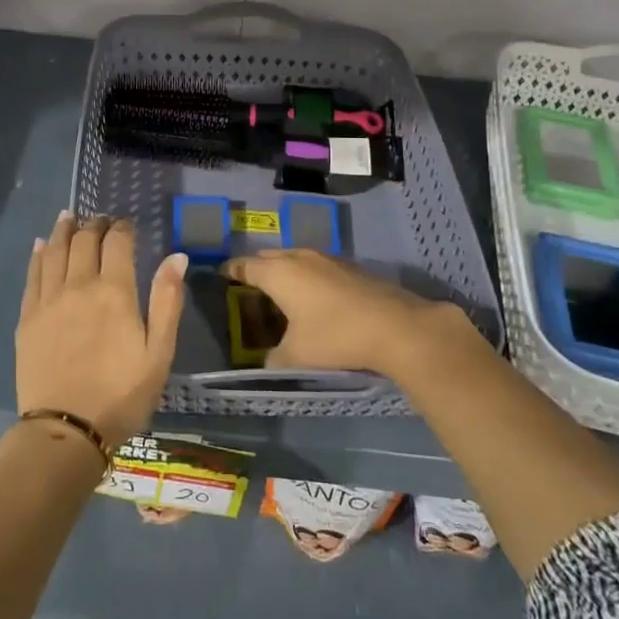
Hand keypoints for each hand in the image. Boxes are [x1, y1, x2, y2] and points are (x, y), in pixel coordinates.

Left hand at [17, 213, 186, 445]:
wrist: (66, 431)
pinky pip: (33, 275)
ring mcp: (48, 300)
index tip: (127, 224)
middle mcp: (79, 286)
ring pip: (55, 251)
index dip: (122, 228)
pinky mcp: (27, 318)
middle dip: (94, 225)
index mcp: (114, 292)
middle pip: (84, 241)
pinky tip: (42, 245)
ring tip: (69, 216)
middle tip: (100, 219)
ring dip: (63, 230)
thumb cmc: (121, 395)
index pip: (117, 243)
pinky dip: (39, 254)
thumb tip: (177, 256)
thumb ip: (167, 301)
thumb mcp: (159, 353)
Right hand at [221, 249, 480, 379]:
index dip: (232, 270)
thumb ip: (274, 359)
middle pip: (270, 257)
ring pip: (296, 259)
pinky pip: (317, 267)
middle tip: (249, 284)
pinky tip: (315, 297)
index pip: (246, 266)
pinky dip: (307, 277)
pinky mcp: (351, 268)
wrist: (396, 327)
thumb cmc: (335, 337)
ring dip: (285, 271)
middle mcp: (300, 258)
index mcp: (279, 274)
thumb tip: (268, 361)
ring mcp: (328, 260)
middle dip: (257, 268)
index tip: (222, 274)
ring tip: (281, 290)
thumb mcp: (296, 356)